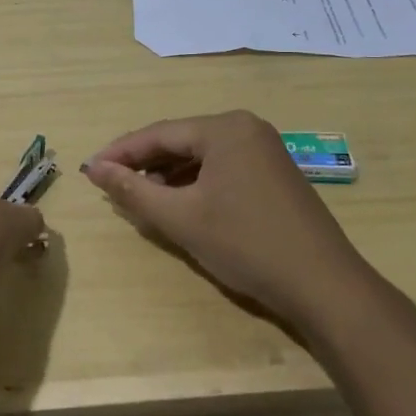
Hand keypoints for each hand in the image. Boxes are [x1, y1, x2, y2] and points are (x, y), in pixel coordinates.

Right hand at [83, 110, 360, 325]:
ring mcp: (265, 150)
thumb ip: (134, 191)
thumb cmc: (247, 245)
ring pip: (201, 156)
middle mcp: (246, 128)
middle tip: (110, 183)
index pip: (159, 133)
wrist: (325, 287)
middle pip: (181, 141)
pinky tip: (180, 203)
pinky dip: (195, 183)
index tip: (90, 170)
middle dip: (144, 163)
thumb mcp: (182, 219)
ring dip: (168, 175)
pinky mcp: (274, 174)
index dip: (121, 152)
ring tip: (139, 196)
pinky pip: (222, 168)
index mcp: (225, 128)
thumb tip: (95, 169)